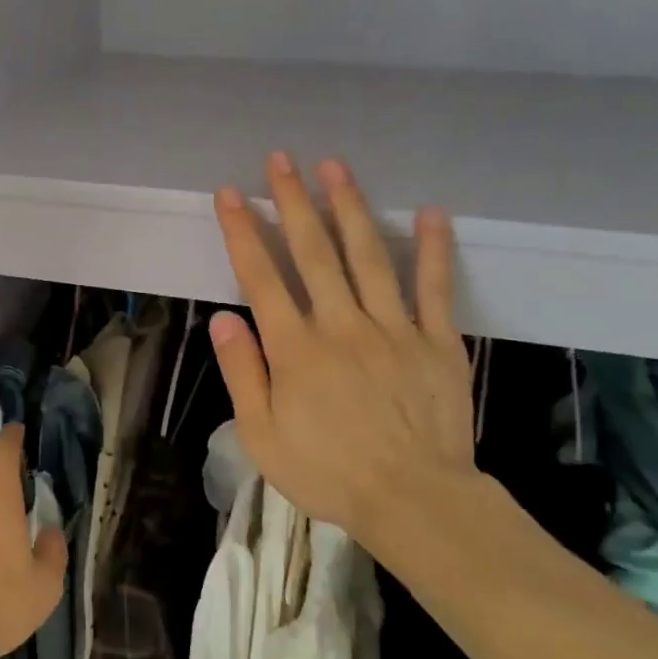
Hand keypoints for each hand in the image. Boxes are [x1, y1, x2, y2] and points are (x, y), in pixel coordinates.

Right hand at [207, 152, 480, 557]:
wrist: (413, 499)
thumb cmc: (328, 472)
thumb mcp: (262, 435)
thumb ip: (243, 373)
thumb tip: (222, 319)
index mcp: (295, 349)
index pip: (261, 277)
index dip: (243, 232)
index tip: (230, 194)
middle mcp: (341, 325)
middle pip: (313, 252)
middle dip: (293, 201)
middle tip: (280, 159)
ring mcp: (393, 328)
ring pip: (368, 255)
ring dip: (350, 207)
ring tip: (335, 167)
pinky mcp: (436, 340)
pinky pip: (434, 287)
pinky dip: (434, 248)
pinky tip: (432, 211)